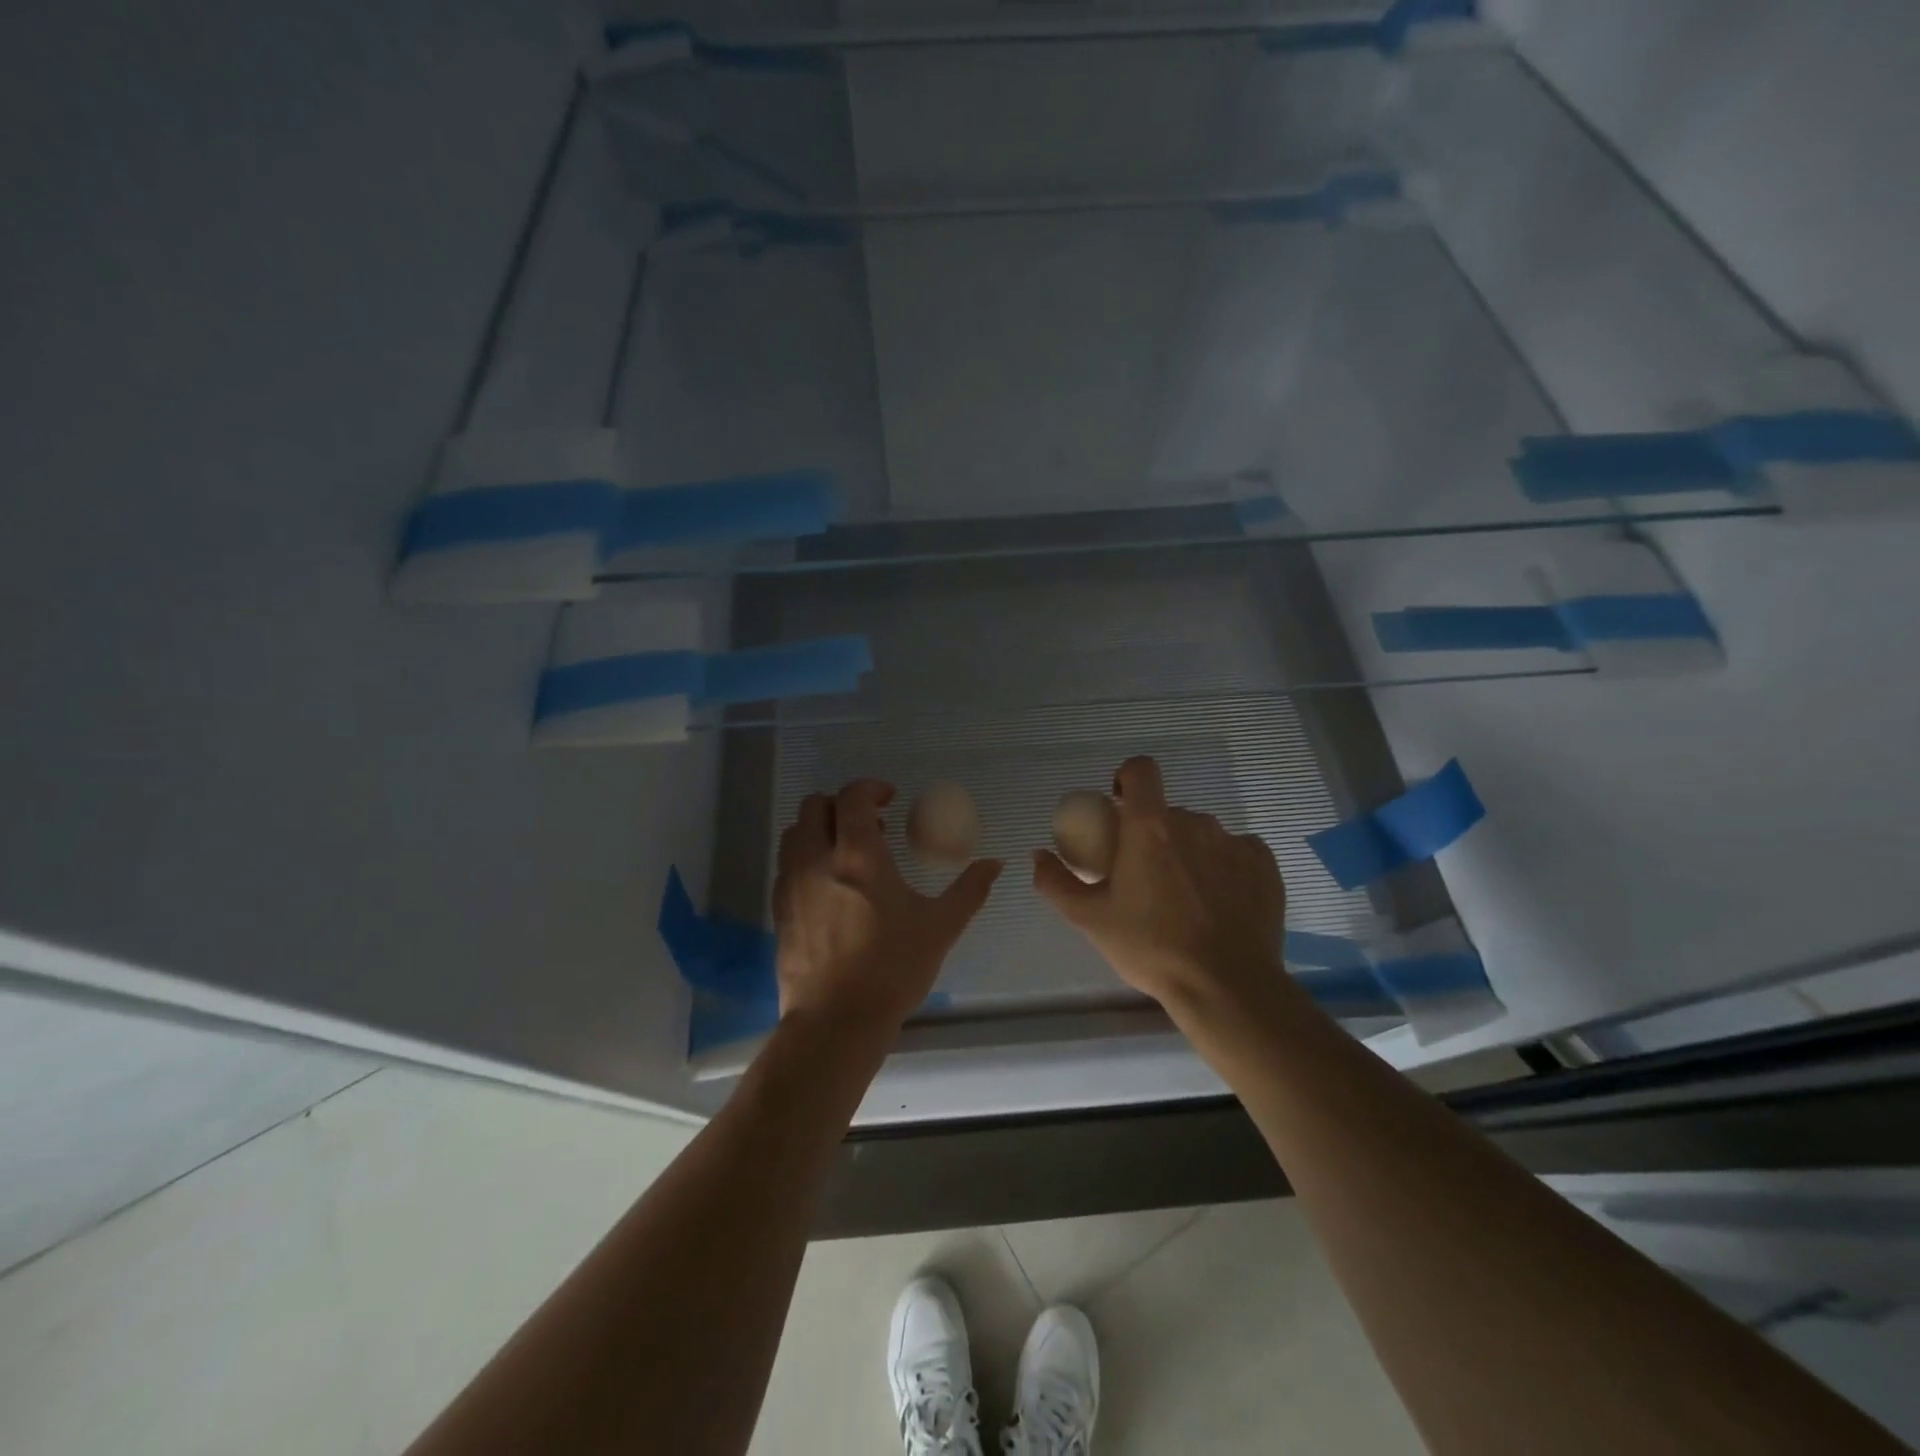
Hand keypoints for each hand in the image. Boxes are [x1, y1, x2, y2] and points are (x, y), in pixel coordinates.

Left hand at [773, 779, 1001, 1033]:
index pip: (853, 797)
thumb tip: (995, 864)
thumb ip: (969, 890)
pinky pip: (786, 864)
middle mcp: (816, 859)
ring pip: (795, 832)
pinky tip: (830, 885)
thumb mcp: (940, 927)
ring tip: (849, 854)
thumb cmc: (892, 969)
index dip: (871, 788)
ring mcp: (791, 884)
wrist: (835, 1021)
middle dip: (842, 804)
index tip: (890, 798)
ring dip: (821, 829)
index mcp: (858, 855)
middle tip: (871, 826)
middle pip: (815, 806)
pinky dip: (806, 857)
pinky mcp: (779, 909)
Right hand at [1033, 756, 1286, 1013]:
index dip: (1127, 778)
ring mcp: (1234, 842)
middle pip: (1167, 811)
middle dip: (1153, 833)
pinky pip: (1237, 851)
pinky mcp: (1265, 865)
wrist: (1225, 987)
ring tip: (1183, 896)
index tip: (1119, 807)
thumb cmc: (1150, 947)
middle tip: (1144, 876)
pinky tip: (1219, 901)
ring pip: (1202, 833)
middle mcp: (1194, 823)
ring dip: (1188, 851)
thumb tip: (1038, 855)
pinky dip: (1224, 866)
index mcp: (1150, 827)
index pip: (1141, 769)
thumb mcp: (1090, 919)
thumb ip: (1055, 881)